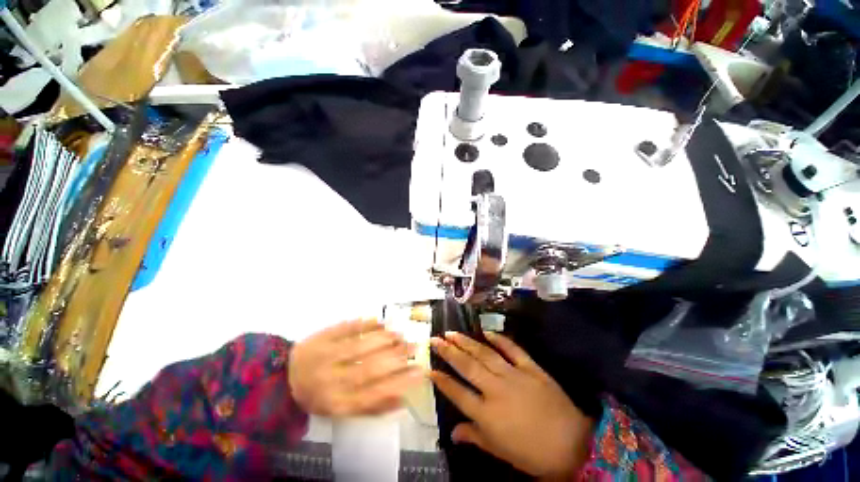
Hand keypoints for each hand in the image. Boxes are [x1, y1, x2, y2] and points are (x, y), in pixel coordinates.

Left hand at [289, 319, 421, 416]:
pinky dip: (365, 324)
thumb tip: (403, 400)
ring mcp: (324, 357)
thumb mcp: (344, 409)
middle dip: (396, 357)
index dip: (400, 383)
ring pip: (359, 346)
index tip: (420, 371)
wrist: (283, 378)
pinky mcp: (320, 337)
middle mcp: (330, 381)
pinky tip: (380, 322)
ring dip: (383, 339)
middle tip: (414, 347)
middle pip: (368, 369)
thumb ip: (373, 407)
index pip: (374, 394)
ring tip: (401, 335)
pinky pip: (345, 329)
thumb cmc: (320, 395)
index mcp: (337, 403)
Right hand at [429, 332, 593, 479]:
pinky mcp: (530, 368)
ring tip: (452, 333)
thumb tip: (453, 433)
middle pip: (467, 366)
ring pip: (484, 354)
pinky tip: (487, 331)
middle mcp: (496, 389)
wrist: (574, 445)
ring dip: (466, 342)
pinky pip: (513, 349)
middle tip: (435, 339)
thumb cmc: (533, 454)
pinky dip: (500, 339)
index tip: (429, 368)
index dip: (442, 380)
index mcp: (487, 414)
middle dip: (448, 352)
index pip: (457, 392)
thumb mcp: (500, 451)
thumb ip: (475, 437)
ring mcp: (514, 375)